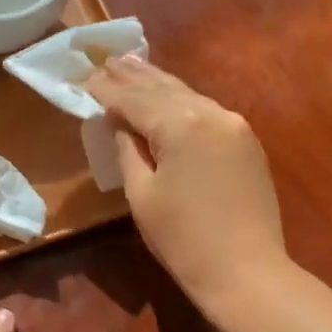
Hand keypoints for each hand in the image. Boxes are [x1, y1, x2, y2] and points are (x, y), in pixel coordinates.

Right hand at [87, 55, 286, 310]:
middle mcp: (211, 114)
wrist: (246, 271)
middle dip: (133, 76)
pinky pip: (206, 111)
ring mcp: (234, 125)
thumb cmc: (183, 239)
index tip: (85, 77)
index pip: (134, 100)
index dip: (107, 90)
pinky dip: (182, 101)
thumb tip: (120, 122)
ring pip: (188, 96)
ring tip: (132, 65)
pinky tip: (168, 95)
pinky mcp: (246, 142)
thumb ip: (129, 150)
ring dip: (158, 82)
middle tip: (108, 59)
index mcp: (181, 125)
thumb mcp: (142, 195)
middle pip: (164, 88)